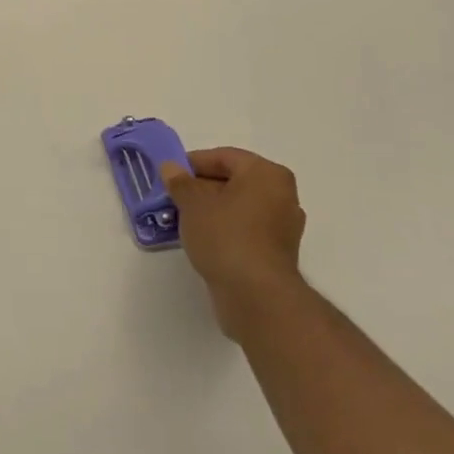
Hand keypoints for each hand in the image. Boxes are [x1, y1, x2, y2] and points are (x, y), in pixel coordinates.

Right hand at [161, 147, 305, 343]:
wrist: (256, 296)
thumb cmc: (226, 236)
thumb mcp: (192, 203)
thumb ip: (180, 182)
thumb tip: (170, 167)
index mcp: (267, 174)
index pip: (224, 157)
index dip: (193, 163)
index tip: (170, 175)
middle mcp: (282, 195)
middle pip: (233, 181)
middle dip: (201, 188)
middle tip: (173, 197)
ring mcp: (283, 227)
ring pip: (239, 207)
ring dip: (212, 210)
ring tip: (182, 219)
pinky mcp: (277, 253)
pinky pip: (246, 230)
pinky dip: (225, 230)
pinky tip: (201, 240)